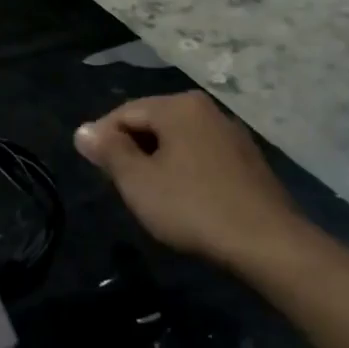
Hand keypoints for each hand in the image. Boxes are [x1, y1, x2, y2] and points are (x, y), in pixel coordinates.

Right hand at [75, 91, 301, 269]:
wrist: (265, 241)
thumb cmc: (192, 207)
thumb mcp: (138, 181)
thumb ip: (109, 151)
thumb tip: (83, 130)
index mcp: (179, 106)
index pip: (124, 113)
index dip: (102, 140)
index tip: (95, 171)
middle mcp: (207, 109)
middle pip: (152, 122)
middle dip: (130, 150)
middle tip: (118, 185)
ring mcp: (231, 133)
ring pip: (177, 139)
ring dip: (155, 161)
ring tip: (147, 194)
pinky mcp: (246, 159)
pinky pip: (200, 154)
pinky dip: (182, 169)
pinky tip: (181, 198)